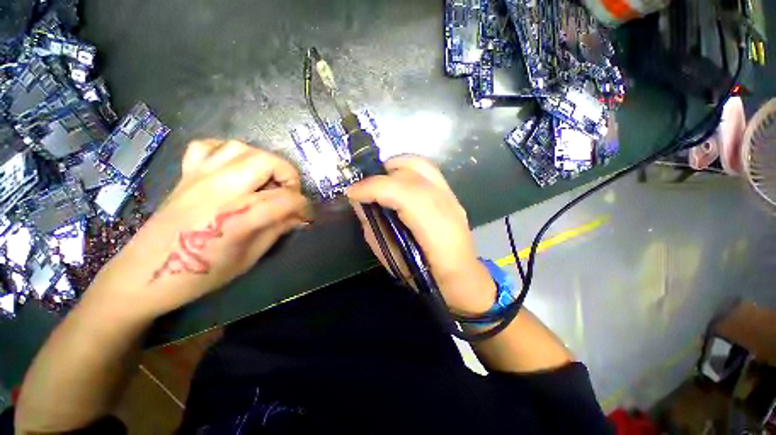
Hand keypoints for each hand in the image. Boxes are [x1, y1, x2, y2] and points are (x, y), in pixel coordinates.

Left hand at [84, 140, 310, 320]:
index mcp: (237, 216)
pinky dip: (228, 152)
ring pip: (241, 148)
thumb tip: (299, 217)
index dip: (305, 207)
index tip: (307, 217)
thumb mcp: (249, 258)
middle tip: (289, 194)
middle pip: (267, 162)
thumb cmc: (200, 275)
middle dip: (289, 176)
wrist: (144, 275)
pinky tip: (234, 168)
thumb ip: (277, 230)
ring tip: (265, 181)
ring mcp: (199, 177)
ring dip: (263, 161)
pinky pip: (208, 147)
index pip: (286, 199)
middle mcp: (220, 189)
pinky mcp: (185, 174)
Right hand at [346, 155, 495, 315]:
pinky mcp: (451, 195)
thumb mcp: (393, 260)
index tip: (352, 193)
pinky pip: (427, 171)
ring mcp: (452, 198)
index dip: (374, 188)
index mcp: (436, 230)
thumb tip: (361, 204)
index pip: (404, 194)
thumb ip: (375, 230)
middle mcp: (448, 207)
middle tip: (364, 188)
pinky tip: (395, 181)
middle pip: (413, 173)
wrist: (462, 278)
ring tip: (378, 180)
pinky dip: (406, 169)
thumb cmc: (426, 277)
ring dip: (394, 167)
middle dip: (381, 176)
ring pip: (422, 165)